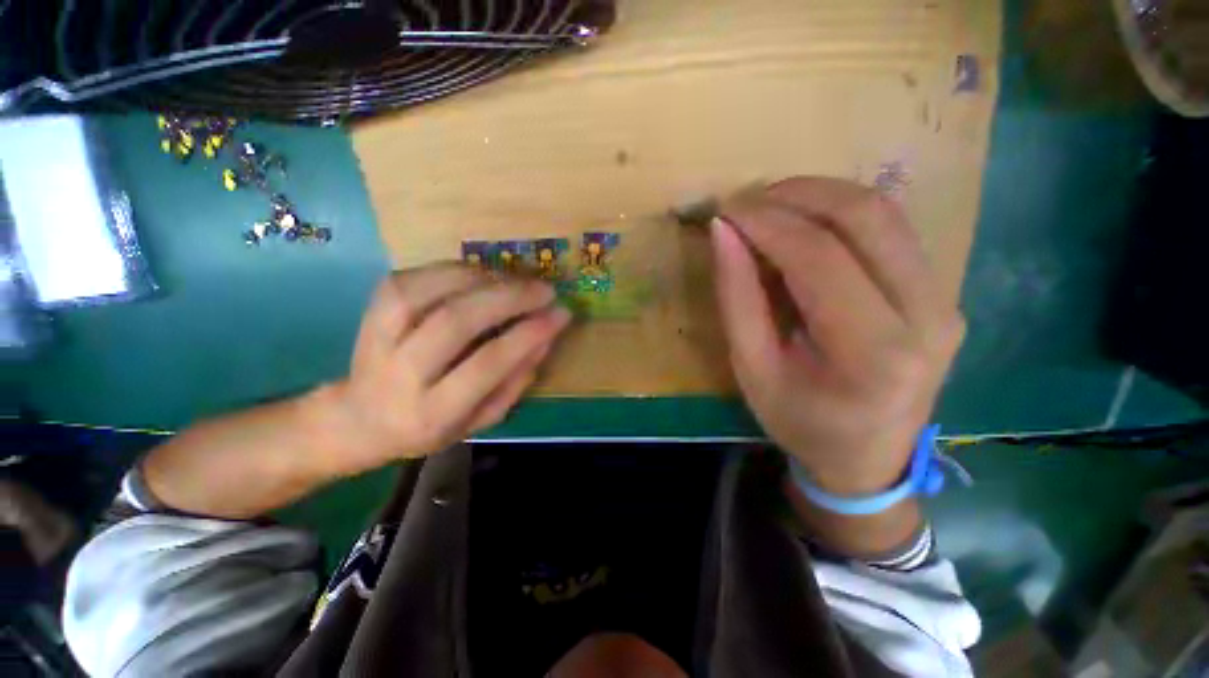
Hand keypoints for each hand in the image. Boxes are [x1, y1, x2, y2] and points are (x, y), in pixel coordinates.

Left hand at [322, 264, 571, 474]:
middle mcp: (400, 375)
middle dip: (508, 298)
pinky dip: (452, 269)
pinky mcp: (369, 312)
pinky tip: (481, 274)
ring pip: (428, 293)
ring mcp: (377, 339)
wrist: (361, 419)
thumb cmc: (432, 425)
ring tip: (516, 280)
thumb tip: (546, 337)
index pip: (487, 365)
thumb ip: (516, 381)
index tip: (560, 314)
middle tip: (544, 289)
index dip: (528, 334)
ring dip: (481, 278)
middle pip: (455, 321)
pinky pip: (411, 278)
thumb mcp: (482, 419)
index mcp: (433, 413)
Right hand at [713, 177, 964, 494]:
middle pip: (866, 218)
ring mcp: (944, 301)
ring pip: (886, 213)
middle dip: (798, 195)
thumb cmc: (799, 421)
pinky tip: (806, 224)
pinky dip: (842, 213)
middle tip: (748, 202)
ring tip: (771, 207)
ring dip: (821, 196)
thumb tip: (723, 232)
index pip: (820, 258)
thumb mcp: (751, 368)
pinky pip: (892, 230)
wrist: (869, 458)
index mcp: (874, 354)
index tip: (727, 211)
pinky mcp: (942, 293)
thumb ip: (737, 297)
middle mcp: (927, 318)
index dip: (768, 223)